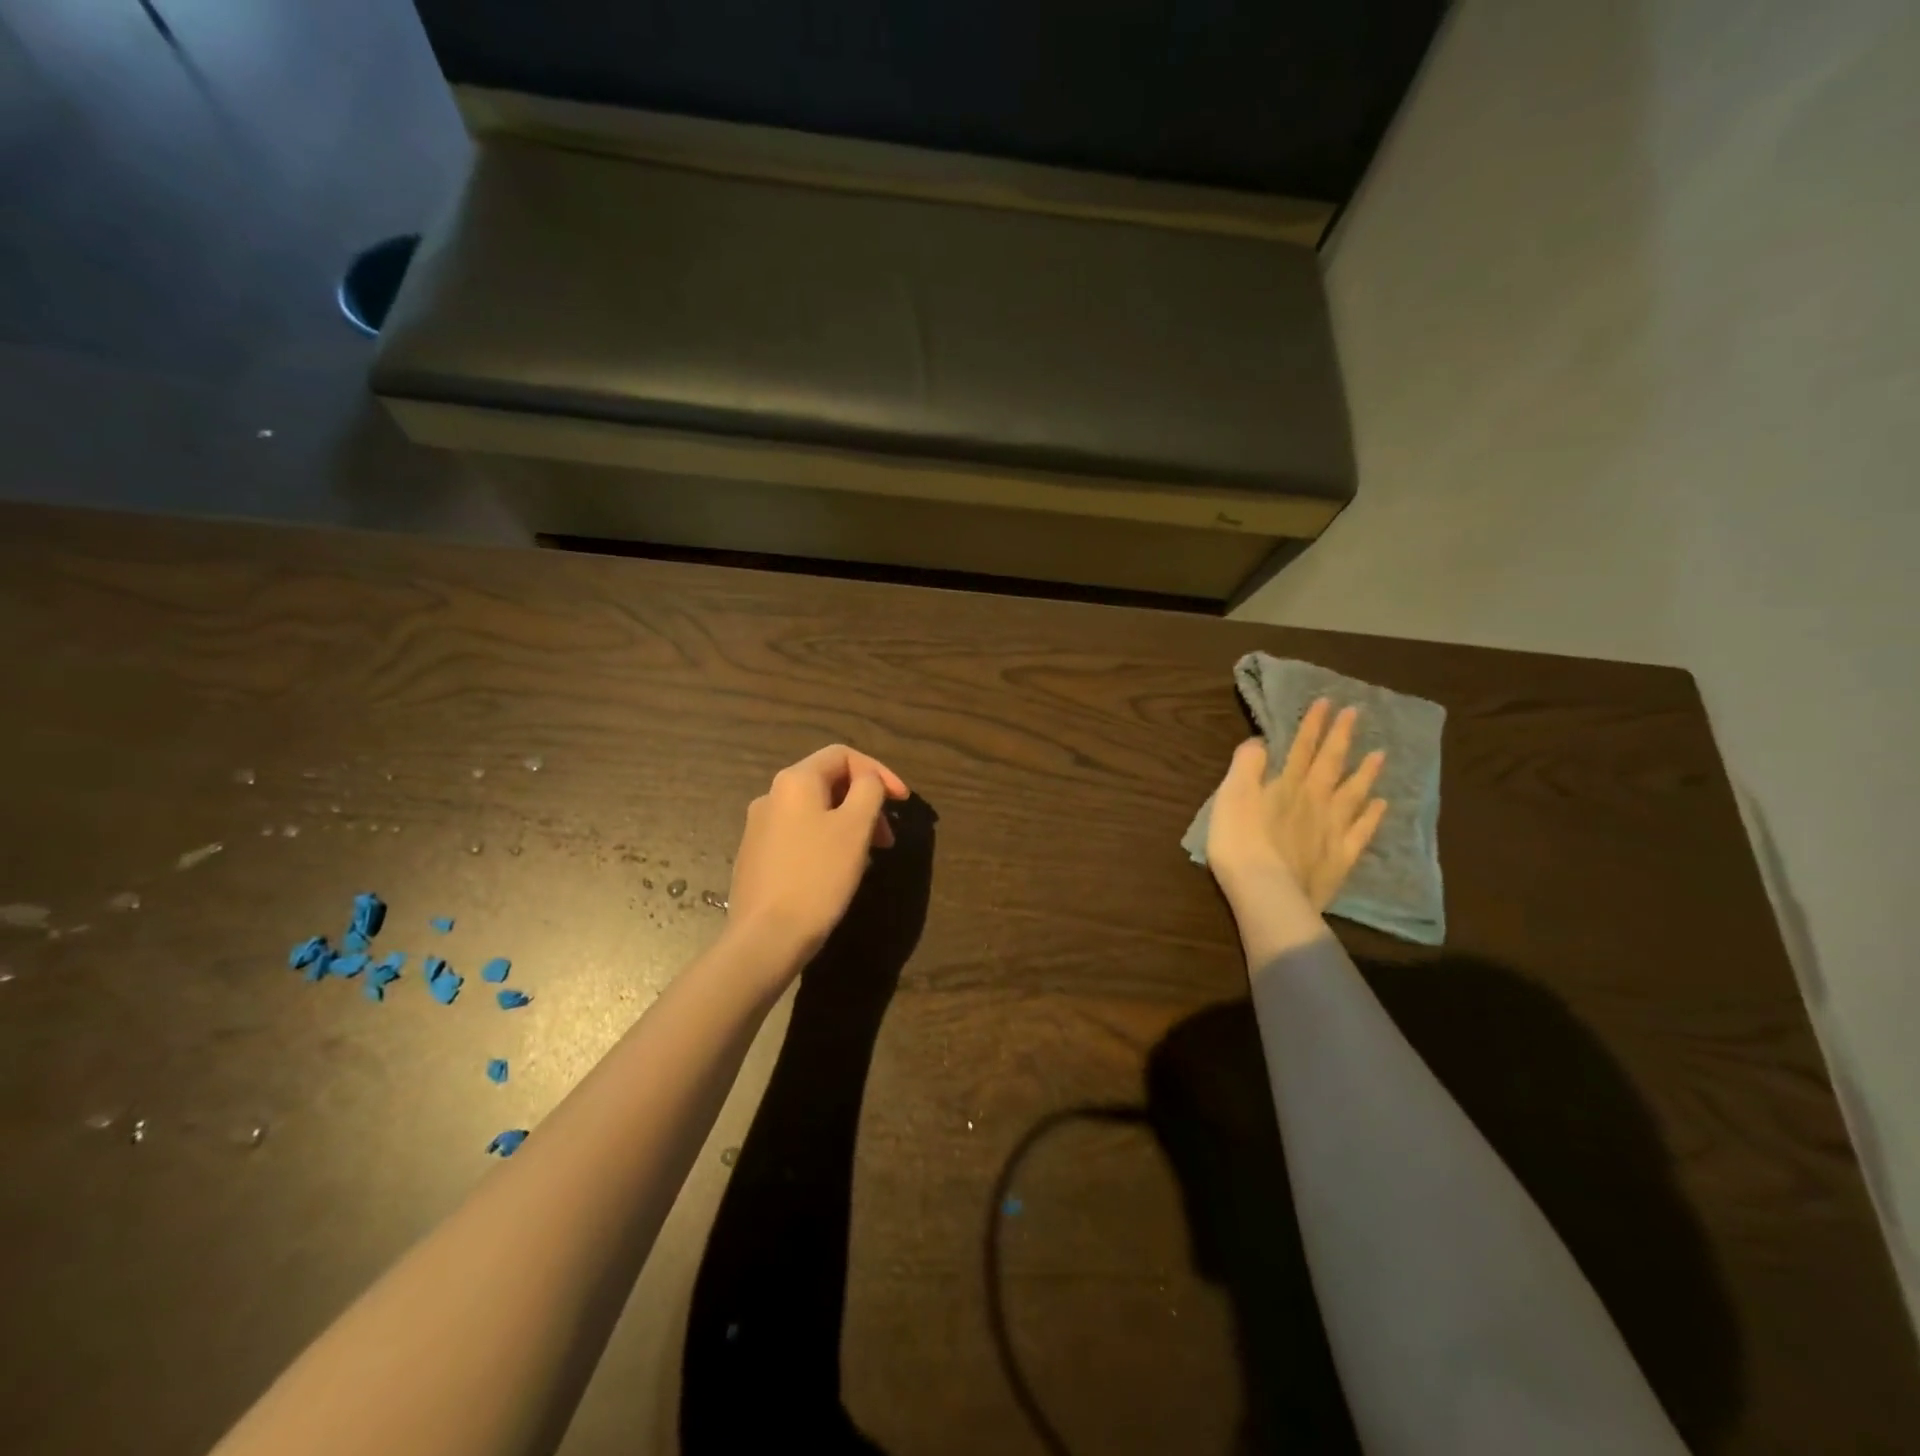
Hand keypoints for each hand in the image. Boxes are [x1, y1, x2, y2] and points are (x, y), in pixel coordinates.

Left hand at [726, 744, 910, 967]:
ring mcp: (759, 827)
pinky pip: (801, 834)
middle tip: (888, 837)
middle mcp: (771, 796)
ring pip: (816, 811)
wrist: (766, 937)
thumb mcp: (855, 828)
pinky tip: (838, 871)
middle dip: (865, 802)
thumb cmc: (818, 876)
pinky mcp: (757, 856)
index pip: (843, 755)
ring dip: (849, 824)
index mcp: (795, 781)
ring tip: (868, 857)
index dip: (879, 772)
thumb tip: (868, 780)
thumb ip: (869, 791)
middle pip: (828, 782)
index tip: (902, 802)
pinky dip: (828, 841)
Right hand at [1207, 699, 1387, 913]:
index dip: (1313, 725)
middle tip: (1356, 714)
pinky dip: (1372, 815)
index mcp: (1285, 785)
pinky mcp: (1340, 858)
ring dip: (1365, 771)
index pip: (1300, 748)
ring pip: (1353, 793)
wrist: (1267, 892)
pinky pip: (1361, 831)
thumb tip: (1260, 741)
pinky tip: (1381, 804)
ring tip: (1380, 754)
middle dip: (1341, 737)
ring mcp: (1332, 829)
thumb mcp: (1231, 795)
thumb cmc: (1239, 842)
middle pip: (1329, 763)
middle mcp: (1314, 800)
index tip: (1327, 702)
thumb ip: (1246, 765)